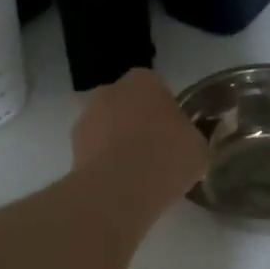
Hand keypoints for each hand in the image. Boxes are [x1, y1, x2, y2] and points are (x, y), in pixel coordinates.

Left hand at [72, 68, 207, 206]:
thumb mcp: (198, 146)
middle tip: (156, 152)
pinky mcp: (72, 147)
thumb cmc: (167, 157)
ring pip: (108, 127)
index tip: (174, 134)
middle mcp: (110, 90)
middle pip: (128, 104)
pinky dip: (104, 163)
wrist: (119, 188)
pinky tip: (120, 184)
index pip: (157, 87)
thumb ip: (188, 135)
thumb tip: (182, 140)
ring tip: (137, 174)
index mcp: (144, 80)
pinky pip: (95, 151)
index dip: (166, 111)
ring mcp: (86, 117)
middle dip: (138, 123)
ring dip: (118, 143)